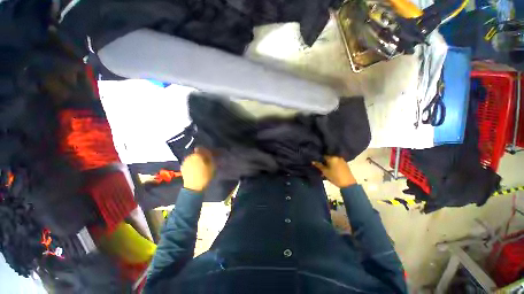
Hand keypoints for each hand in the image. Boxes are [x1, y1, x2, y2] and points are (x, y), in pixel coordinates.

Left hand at [181, 147, 214, 191]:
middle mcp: (189, 156)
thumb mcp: (212, 165)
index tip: (209, 155)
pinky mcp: (182, 167)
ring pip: (192, 157)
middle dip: (201, 155)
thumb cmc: (205, 175)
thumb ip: (210, 157)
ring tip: (201, 166)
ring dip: (197, 160)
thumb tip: (209, 152)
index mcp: (197, 155)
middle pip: (196, 153)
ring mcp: (185, 162)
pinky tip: (196, 169)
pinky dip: (193, 164)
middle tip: (206, 161)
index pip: (201, 148)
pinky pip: (189, 162)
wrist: (193, 187)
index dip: (206, 150)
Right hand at [312, 156, 355, 187]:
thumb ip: (318, 165)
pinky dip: (333, 165)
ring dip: (329, 163)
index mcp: (332, 157)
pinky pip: (337, 162)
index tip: (316, 162)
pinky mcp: (345, 164)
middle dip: (324, 161)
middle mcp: (337, 157)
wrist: (348, 184)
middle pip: (328, 157)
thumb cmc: (335, 177)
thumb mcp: (325, 171)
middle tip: (320, 166)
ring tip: (326, 169)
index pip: (323, 155)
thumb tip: (312, 161)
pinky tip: (331, 169)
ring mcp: (342, 160)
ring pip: (333, 160)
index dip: (319, 159)